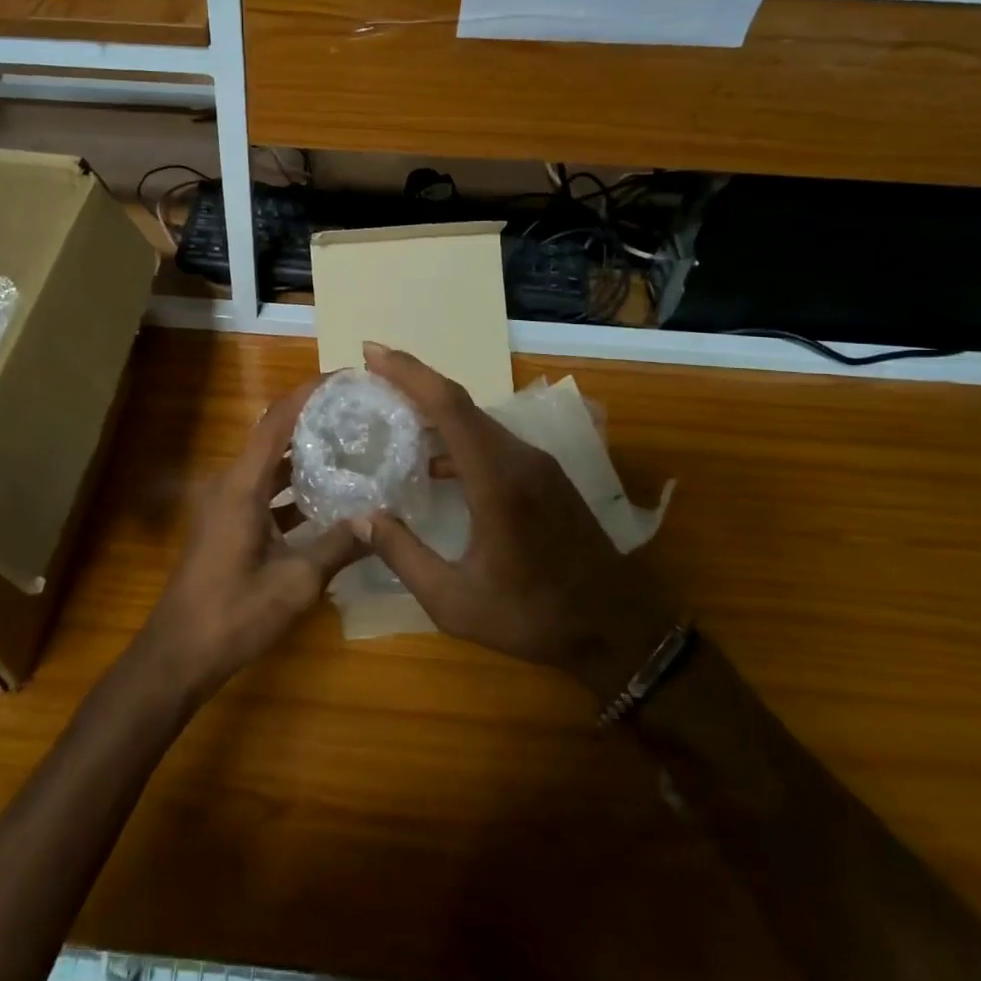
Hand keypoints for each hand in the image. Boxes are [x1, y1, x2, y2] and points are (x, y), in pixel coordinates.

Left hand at [134, 376, 363, 701]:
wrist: (179, 654)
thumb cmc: (234, 614)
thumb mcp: (296, 582)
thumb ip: (338, 546)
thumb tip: (379, 519)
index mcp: (241, 485)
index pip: (276, 421)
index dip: (308, 394)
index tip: (343, 378)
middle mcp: (230, 483)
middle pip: (274, 437)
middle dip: (313, 420)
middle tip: (357, 413)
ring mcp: (226, 504)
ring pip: (269, 465)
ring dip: (304, 455)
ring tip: (351, 447)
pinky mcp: (228, 524)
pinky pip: (264, 491)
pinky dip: (293, 487)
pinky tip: (328, 499)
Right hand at [359, 343, 676, 698]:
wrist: (619, 629)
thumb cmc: (534, 617)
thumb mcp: (456, 602)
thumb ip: (404, 556)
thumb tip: (360, 518)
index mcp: (497, 479)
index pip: (448, 405)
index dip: (408, 373)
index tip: (371, 352)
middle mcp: (519, 458)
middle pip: (460, 403)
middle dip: (414, 382)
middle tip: (371, 376)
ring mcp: (537, 464)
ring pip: (477, 420)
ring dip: (435, 409)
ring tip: (392, 413)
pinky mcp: (545, 477)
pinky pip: (492, 440)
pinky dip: (457, 437)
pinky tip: (434, 463)